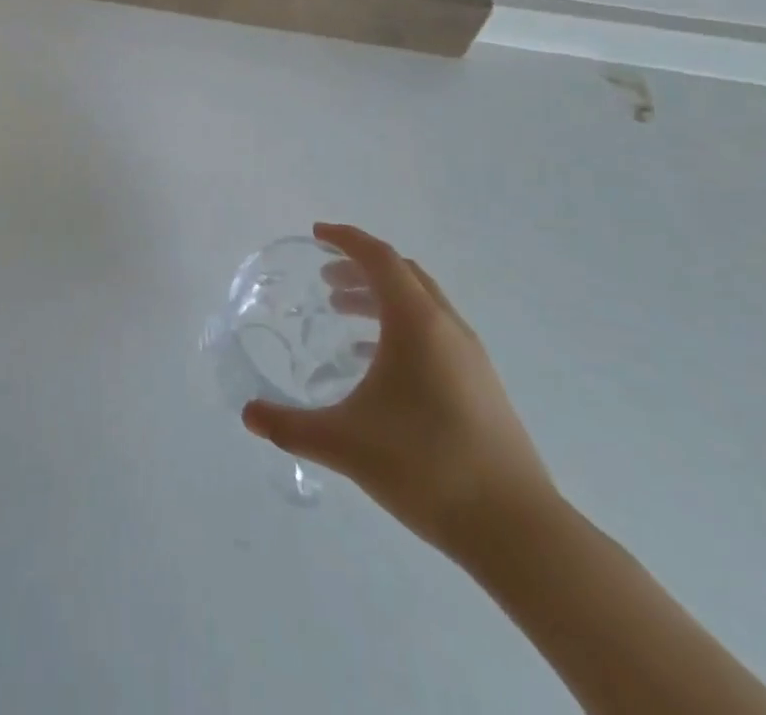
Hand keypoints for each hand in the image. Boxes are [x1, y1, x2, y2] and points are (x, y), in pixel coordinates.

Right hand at [243, 224, 553, 556]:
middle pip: (401, 274)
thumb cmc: (425, 466)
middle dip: (360, 268)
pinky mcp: (482, 385)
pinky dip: (400, 328)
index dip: (345, 239)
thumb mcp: (344, 443)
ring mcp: (470, 357)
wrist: (517, 530)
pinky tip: (376, 366)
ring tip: (342, 316)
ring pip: (421, 303)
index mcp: (416, 322)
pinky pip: (434, 333)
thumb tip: (248, 415)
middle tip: (324, 280)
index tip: (316, 234)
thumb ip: (290, 426)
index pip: (378, 257)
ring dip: (380, 298)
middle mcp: (446, 327)